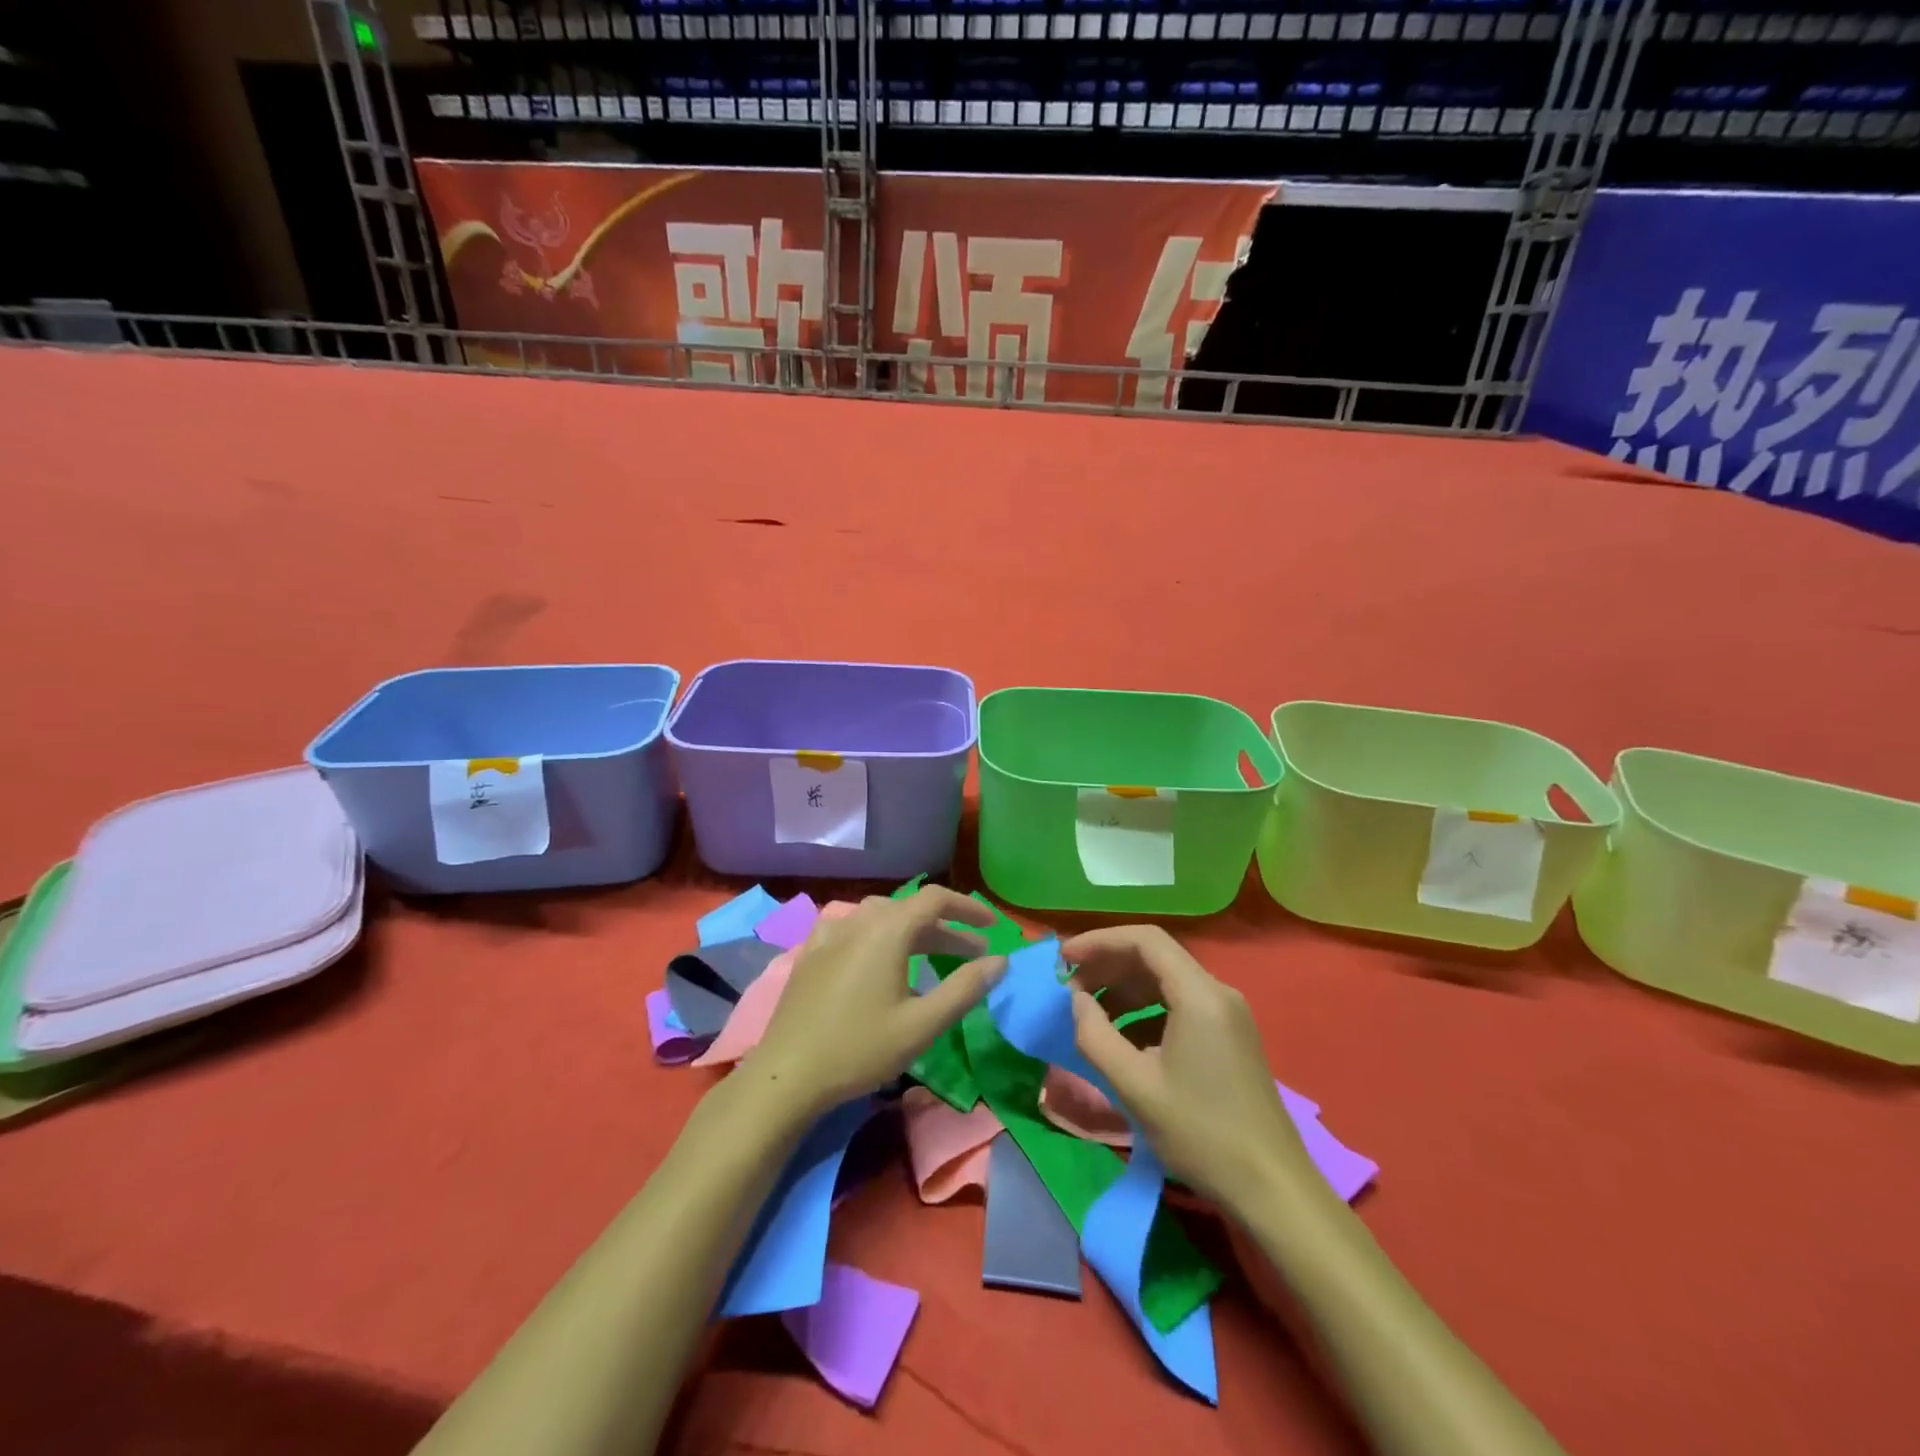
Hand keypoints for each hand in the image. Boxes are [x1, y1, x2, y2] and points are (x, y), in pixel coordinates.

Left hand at [747, 887, 1007, 1117]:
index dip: (968, 907)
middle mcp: (858, 920)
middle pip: (910, 910)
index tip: (991, 926)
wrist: (787, 1074)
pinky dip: (878, 934)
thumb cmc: (860, 1049)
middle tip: (971, 955)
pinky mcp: (811, 951)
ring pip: (881, 917)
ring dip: (912, 931)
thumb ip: (964, 989)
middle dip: (945, 928)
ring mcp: (830, 933)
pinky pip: (853, 928)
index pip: (936, 899)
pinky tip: (876, 954)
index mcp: (888, 929)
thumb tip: (999, 961)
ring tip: (930, 955)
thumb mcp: (922, 1024)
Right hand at [1063, 925, 1312, 1215]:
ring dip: (1124, 989)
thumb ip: (1096, 1035)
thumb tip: (1077, 1000)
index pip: (1144, 940)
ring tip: (1089, 1012)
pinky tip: (1123, 1039)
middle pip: (1155, 956)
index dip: (1099, 942)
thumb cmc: (1201, 1134)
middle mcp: (1217, 992)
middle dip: (1108, 965)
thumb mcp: (1135, 1086)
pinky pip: (1180, 1004)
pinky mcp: (1230, 1036)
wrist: (1273, 1189)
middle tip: (1070, 987)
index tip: (1064, 959)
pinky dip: (1145, 1010)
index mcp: (1199, 994)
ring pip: (1166, 980)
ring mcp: (1228, 1014)